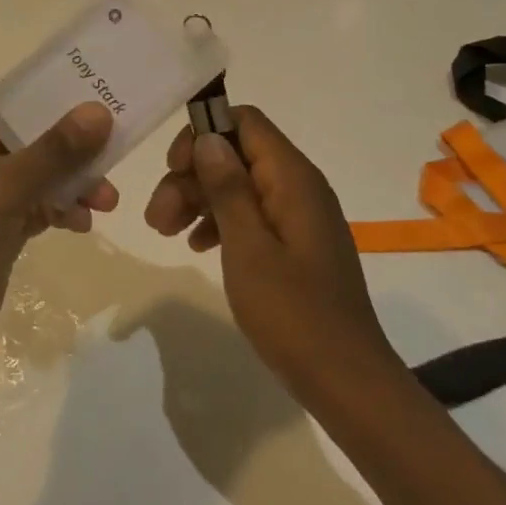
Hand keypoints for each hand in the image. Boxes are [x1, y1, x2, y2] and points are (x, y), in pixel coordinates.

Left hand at [0, 93, 118, 368]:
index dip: (51, 93)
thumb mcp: (6, 186)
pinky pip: (35, 206)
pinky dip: (59, 210)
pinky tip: (84, 223)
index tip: (96, 91)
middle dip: (71, 148)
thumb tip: (98, 111)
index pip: (9, 98)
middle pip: (28, 137)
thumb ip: (55, 149)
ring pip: (36, 174)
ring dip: (72, 183)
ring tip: (107, 201)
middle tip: (114, 150)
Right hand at [143, 107, 399, 400]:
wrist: (347, 382)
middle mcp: (299, 187)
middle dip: (192, 176)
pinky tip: (197, 245)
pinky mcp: (296, 243)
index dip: (203, 134)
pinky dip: (220, 222)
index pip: (245, 121)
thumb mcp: (249, 248)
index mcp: (293, 178)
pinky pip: (252, 214)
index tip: (173, 168)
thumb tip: (208, 138)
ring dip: (199, 200)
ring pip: (239, 185)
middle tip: (157, 216)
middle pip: (236, 155)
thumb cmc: (294, 313)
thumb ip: (228, 188)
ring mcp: (299, 216)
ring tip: (165, 232)